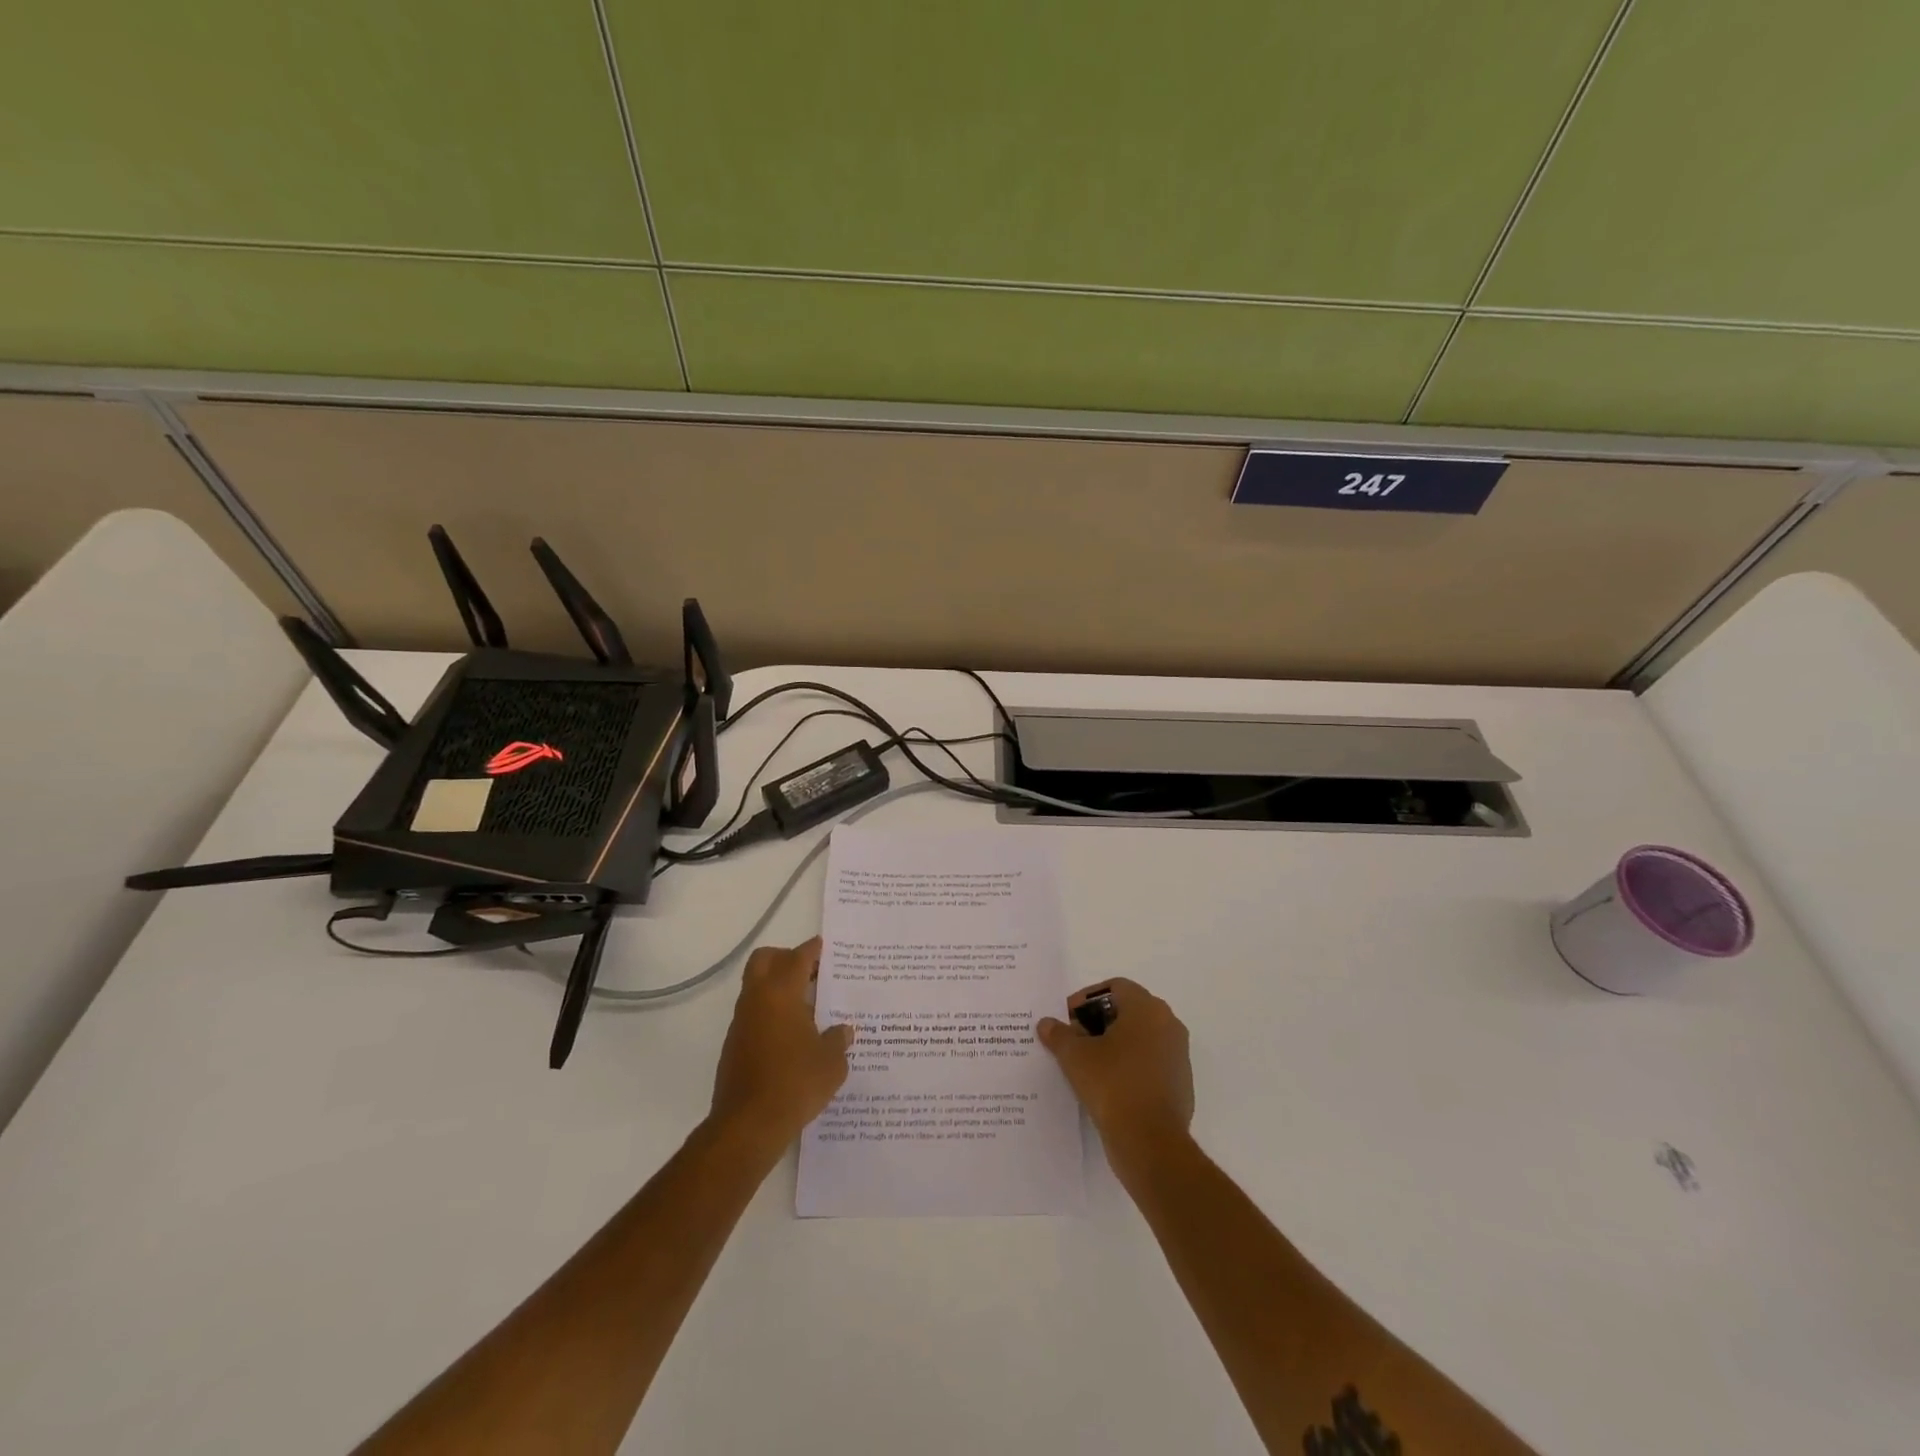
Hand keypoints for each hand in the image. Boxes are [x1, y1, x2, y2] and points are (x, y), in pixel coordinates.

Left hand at [709, 939, 854, 1154]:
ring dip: (778, 988)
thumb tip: (843, 1031)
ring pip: (756, 988)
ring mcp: (741, 1023)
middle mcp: (756, 1000)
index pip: (797, 958)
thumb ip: (838, 1040)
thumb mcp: (831, 1062)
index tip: (824, 947)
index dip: (812, 950)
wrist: (748, 1126)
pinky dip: (771, 1014)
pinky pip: (754, 1016)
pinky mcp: (734, 1046)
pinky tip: (792, 1037)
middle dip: (786, 958)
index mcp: (781, 993)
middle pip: (765, 960)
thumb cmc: (795, 1083)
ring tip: (808, 1007)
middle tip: (810, 972)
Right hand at [1037, 978, 1193, 1174]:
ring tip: (1088, 1065)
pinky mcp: (1181, 1083)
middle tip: (1075, 1040)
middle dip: (1100, 1021)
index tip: (1069, 1020)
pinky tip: (1109, 1086)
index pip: (1115, 987)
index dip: (1088, 999)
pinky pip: (1151, 1063)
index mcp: (1147, 1009)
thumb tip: (1047, 1024)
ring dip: (1115, 1044)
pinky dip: (1131, 1066)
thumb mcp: (1075, 1057)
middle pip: (1129, 1010)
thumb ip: (1059, 1035)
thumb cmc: (1112, 1085)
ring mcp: (1178, 1055)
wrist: (1150, 1142)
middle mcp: (1168, 1024)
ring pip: (1141, 1038)